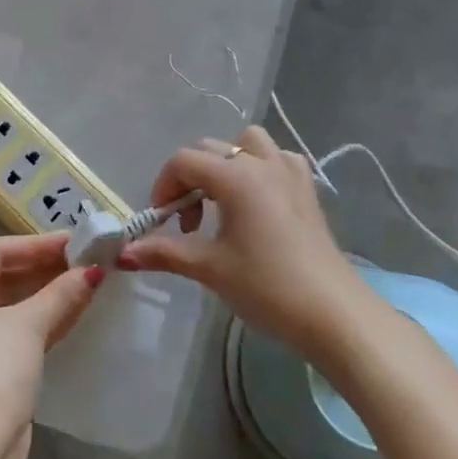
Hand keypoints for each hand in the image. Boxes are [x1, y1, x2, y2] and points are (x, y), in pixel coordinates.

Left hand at [0, 232, 103, 446]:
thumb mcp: (28, 325)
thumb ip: (61, 293)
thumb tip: (93, 271)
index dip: (37, 244)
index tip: (74, 240)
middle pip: (5, 276)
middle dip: (46, 268)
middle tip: (86, 258)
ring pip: (14, 304)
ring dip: (50, 292)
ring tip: (89, 278)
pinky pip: (19, 329)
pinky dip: (45, 318)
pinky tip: (78, 308)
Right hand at [122, 125, 358, 358]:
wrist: (334, 315)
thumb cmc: (267, 287)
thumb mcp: (210, 268)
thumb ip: (164, 252)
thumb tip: (123, 254)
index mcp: (235, 176)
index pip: (183, 161)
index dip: (164, 187)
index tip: (163, 221)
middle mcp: (262, 163)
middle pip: (210, 149)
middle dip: (189, 178)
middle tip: (189, 222)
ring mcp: (290, 174)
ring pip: (248, 144)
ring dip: (226, 163)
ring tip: (222, 201)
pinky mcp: (308, 191)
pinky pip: (278, 159)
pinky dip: (260, 168)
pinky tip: (258, 201)